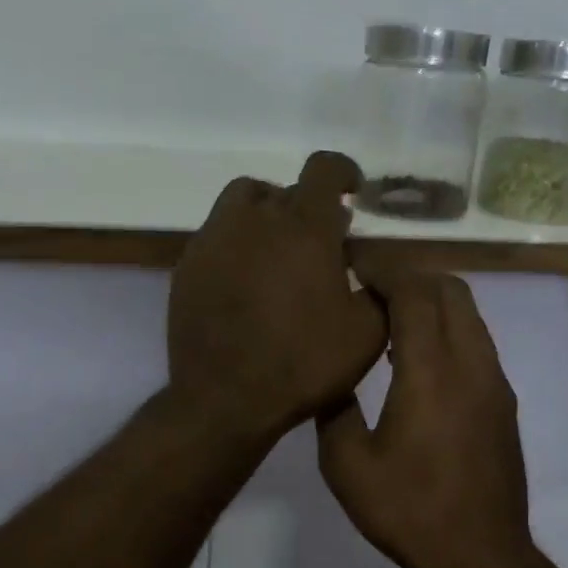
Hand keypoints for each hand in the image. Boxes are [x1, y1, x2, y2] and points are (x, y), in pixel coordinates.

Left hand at [167, 152, 385, 443]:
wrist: (224, 400)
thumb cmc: (303, 364)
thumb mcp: (367, 333)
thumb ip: (380, 287)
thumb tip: (369, 264)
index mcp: (305, 227)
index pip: (323, 168)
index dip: (342, 172)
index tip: (351, 191)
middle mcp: (255, 219)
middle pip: (284, 189)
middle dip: (307, 208)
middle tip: (319, 244)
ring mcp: (214, 239)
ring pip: (242, 202)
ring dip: (265, 216)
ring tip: (277, 252)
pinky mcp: (187, 265)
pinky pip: (217, 235)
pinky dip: (237, 244)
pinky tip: (245, 282)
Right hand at [316, 268, 534, 567]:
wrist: (480, 555)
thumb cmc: (409, 510)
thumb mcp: (347, 464)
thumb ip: (334, 408)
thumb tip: (331, 377)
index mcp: (432, 370)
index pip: (414, 291)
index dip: (383, 267)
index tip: (352, 260)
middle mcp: (472, 363)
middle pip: (450, 289)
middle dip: (409, 274)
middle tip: (368, 283)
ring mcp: (494, 382)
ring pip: (469, 314)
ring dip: (431, 300)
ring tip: (387, 315)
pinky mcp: (503, 402)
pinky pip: (475, 341)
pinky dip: (446, 328)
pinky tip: (415, 357)